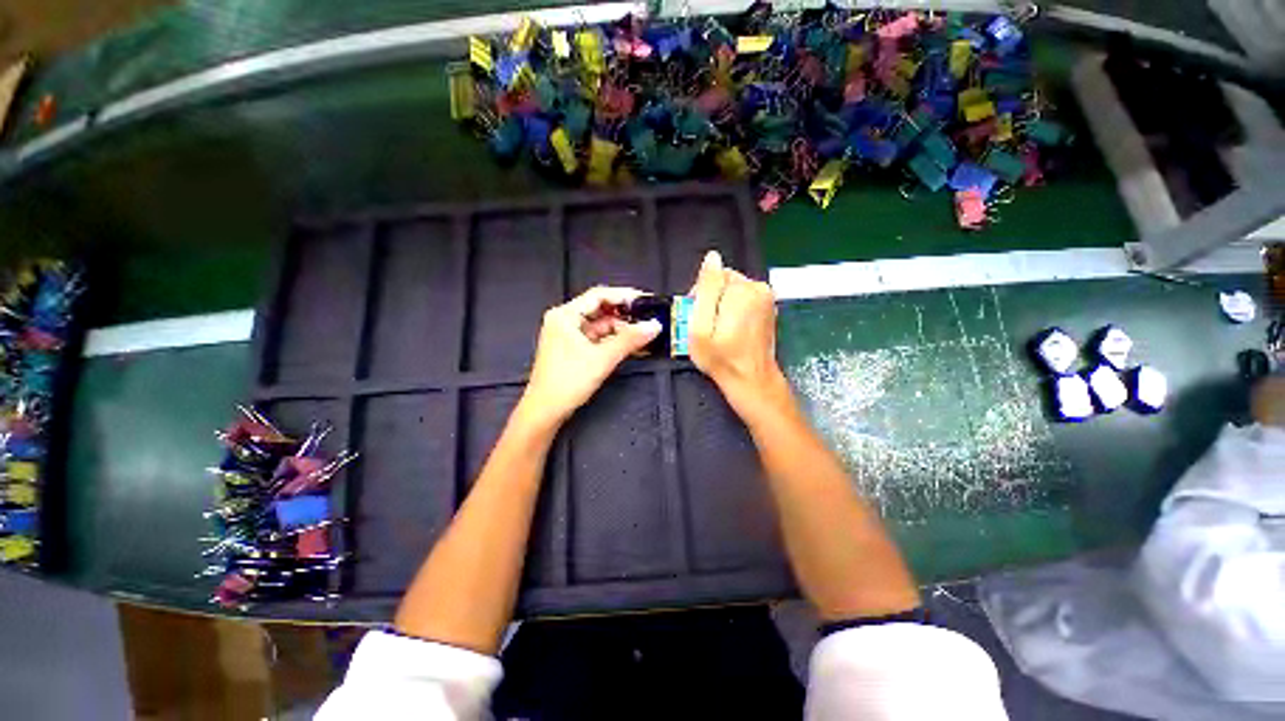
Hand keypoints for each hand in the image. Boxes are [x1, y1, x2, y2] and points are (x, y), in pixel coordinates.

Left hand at [518, 287, 661, 428]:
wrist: (546, 411)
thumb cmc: (567, 382)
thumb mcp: (603, 358)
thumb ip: (630, 340)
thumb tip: (654, 325)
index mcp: (565, 315)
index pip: (599, 295)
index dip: (624, 296)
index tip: (645, 301)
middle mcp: (564, 321)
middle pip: (600, 310)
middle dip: (624, 315)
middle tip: (647, 320)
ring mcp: (567, 335)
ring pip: (600, 325)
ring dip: (620, 330)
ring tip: (643, 335)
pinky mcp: (572, 349)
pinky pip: (597, 338)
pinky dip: (613, 341)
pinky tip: (630, 346)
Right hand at [688, 251, 786, 410]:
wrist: (751, 380)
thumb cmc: (721, 358)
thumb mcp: (701, 326)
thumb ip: (706, 289)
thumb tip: (712, 257)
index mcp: (743, 290)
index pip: (713, 275)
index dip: (700, 295)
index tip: (697, 317)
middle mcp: (760, 288)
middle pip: (725, 281)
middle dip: (712, 299)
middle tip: (707, 326)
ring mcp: (767, 299)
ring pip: (733, 290)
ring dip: (723, 305)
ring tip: (720, 330)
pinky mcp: (769, 308)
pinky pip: (744, 299)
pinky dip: (735, 310)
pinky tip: (732, 330)